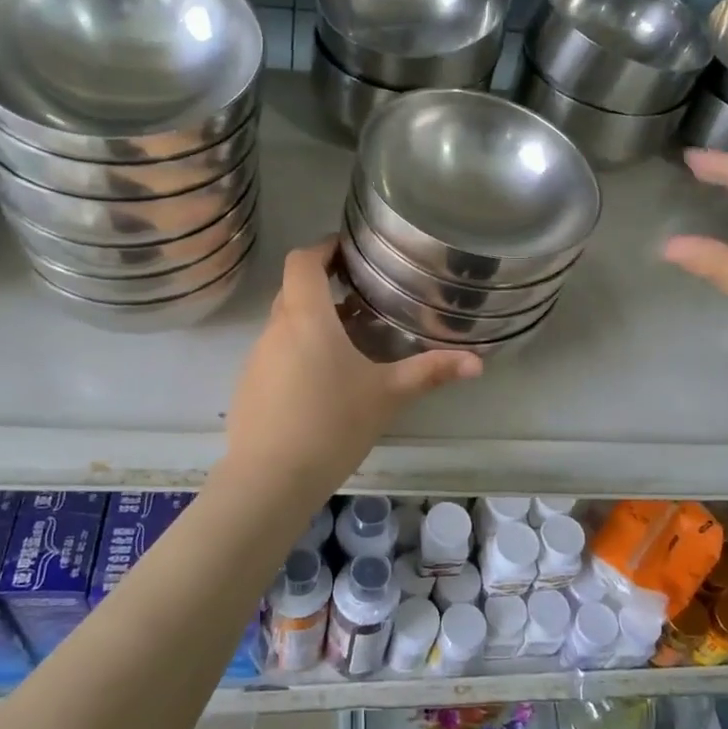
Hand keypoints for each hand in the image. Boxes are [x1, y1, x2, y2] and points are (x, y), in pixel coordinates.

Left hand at [221, 240, 482, 504]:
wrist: (269, 481)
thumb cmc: (332, 425)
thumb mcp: (387, 395)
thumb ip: (430, 372)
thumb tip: (478, 363)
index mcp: (306, 317)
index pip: (302, 261)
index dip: (323, 248)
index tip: (349, 251)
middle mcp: (275, 329)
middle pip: (294, 291)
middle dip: (325, 287)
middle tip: (362, 297)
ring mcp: (256, 359)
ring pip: (285, 325)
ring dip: (313, 324)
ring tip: (349, 342)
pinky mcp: (248, 387)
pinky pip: (276, 355)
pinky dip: (298, 353)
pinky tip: (322, 385)